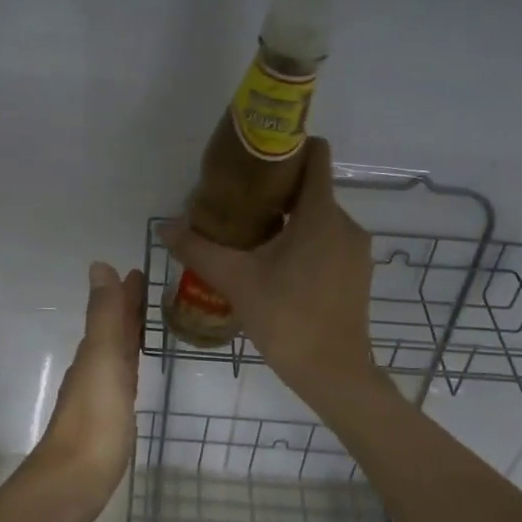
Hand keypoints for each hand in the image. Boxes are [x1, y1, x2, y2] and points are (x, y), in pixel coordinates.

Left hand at [17, 261, 145, 521]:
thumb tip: (100, 266)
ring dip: (128, 336)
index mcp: (95, 353)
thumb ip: (105, 317)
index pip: (112, 313)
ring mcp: (98, 396)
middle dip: (128, 310)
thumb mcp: (103, 361)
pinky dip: (129, 367)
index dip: (125, 293)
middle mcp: (94, 369)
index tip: (141, 272)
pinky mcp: (107, 421)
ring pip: (116, 355)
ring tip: (147, 324)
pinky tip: (134, 375)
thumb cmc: (94, 421)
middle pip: (113, 331)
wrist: (73, 482)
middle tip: (149, 291)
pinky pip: (121, 381)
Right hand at [159, 138, 375, 406]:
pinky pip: (327, 241)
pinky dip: (303, 242)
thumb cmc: (286, 318)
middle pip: (311, 189)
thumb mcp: (236, 281)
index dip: (288, 148)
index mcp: (320, 214)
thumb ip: (199, 249)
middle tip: (236, 205)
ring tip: (251, 238)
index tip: (255, 158)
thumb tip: (165, 226)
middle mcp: (345, 223)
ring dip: (288, 220)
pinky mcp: (356, 273)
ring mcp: (355, 250)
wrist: (333, 373)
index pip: (315, 156)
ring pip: (318, 218)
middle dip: (276, 191)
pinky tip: (275, 266)